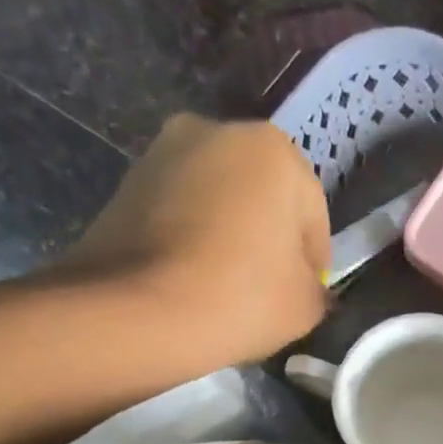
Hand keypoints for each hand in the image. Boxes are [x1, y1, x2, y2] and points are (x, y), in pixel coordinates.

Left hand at [58, 114, 329, 368]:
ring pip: (218, 202)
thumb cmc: (241, 296)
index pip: (313, 216)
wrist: (137, 312)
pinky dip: (191, 240)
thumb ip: (317, 287)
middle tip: (265, 291)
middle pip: (262, 198)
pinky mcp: (126, 181)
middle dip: (267, 238)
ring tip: (224, 288)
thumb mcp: (307, 305)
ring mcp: (163, 152)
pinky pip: (179, 213)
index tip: (302, 297)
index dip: (312, 264)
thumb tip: (305, 287)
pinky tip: (191, 281)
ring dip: (228, 236)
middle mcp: (217, 131)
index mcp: (274, 149)